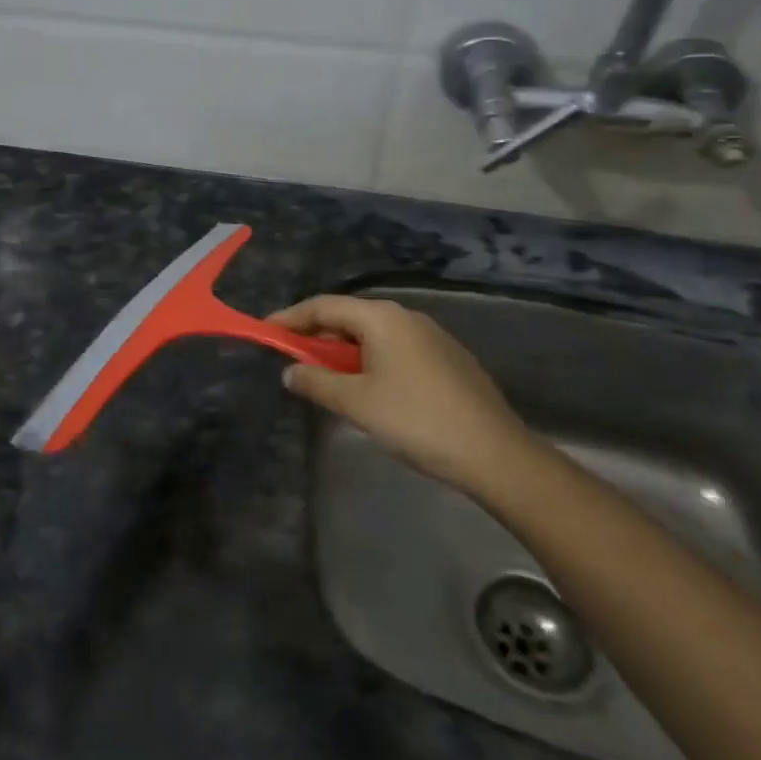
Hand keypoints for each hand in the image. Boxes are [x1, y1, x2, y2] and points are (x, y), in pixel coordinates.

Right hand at [268, 295, 536, 496]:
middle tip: (291, 357)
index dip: (291, 318)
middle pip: (349, 317)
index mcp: (382, 318)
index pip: (324, 306)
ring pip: (373, 334)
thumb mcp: (357, 402)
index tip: (265, 331)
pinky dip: (369, 359)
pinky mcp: (447, 359)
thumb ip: (316, 382)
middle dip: (316, 335)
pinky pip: (395, 348)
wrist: (495, 453)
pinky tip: (366, 387)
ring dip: (342, 350)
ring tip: (324, 375)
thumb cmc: (416, 420)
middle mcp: (406, 317)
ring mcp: (431, 336)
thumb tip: (290, 371)